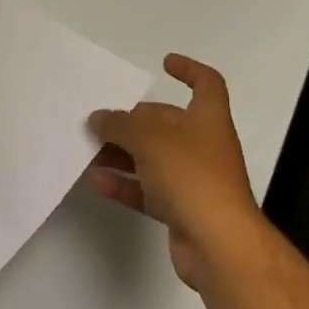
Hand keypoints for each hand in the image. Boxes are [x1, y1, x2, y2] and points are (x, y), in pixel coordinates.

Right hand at [89, 54, 263, 291]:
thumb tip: (99, 118)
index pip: (207, 84)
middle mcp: (204, 145)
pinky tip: (99, 181)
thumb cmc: (192, 176)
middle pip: (168, 123)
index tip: (164, 64)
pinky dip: (126, 184)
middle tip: (101, 122)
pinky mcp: (182, 210)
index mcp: (208, 118)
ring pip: (154, 158)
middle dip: (135, 120)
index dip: (189, 69)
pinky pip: (149, 190)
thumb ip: (121, 124)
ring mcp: (194, 180)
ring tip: (90, 150)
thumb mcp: (151, 139)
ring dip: (124, 153)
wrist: (218, 245)